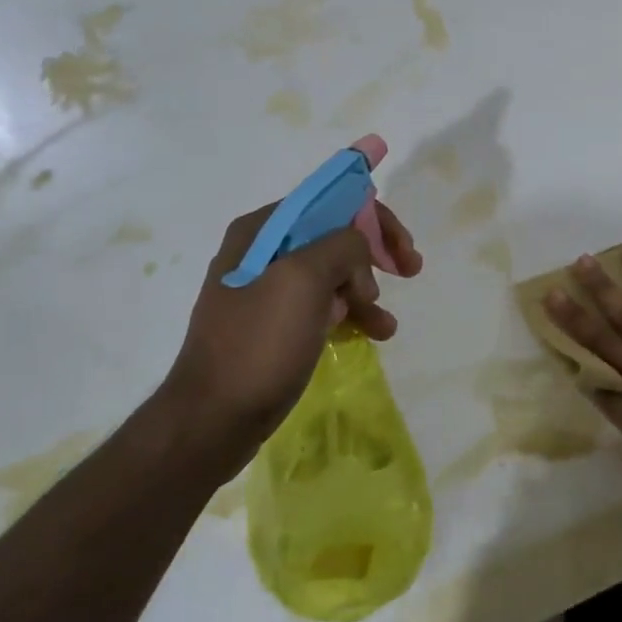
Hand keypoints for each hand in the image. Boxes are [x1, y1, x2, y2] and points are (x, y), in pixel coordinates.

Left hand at [161, 200, 422, 452]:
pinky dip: (351, 314)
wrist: (212, 421)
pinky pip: (323, 305)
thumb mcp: (304, 280)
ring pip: (334, 273)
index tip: (402, 249)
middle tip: (409, 270)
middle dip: (374, 253)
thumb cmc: (259, 344)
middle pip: (335, 235)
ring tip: (385, 324)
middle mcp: (263, 251)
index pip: (330, 201)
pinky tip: (373, 334)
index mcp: (263, 230)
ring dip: (367, 291)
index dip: (373, 218)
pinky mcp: (275, 324)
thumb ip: (342, 246)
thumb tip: (358, 252)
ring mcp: (268, 290)